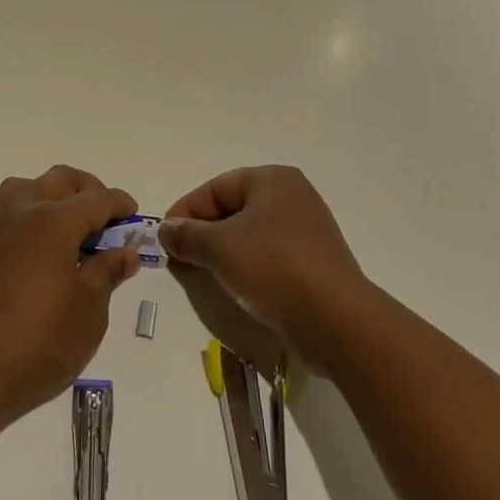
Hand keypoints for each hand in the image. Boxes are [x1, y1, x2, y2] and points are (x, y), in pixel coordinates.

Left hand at [0, 165, 140, 423]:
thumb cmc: (39, 341)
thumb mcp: (89, 311)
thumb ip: (107, 273)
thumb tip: (124, 252)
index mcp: (53, 222)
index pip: (95, 199)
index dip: (120, 204)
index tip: (134, 214)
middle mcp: (21, 214)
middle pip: (59, 180)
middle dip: (87, 189)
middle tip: (105, 217)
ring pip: (25, 188)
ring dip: (51, 195)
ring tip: (69, 226)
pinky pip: (7, 214)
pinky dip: (29, 216)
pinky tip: (41, 250)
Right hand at [160, 166, 372, 367]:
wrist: (335, 319)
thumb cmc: (273, 267)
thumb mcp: (219, 247)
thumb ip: (187, 235)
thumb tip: (165, 229)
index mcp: (273, 180)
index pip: (216, 188)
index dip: (186, 211)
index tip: (164, 238)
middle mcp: (292, 197)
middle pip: (233, 209)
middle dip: (202, 233)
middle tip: (178, 258)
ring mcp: (306, 230)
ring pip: (249, 234)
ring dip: (221, 252)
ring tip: (199, 274)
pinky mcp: (312, 262)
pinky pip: (268, 256)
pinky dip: (245, 266)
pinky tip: (231, 286)